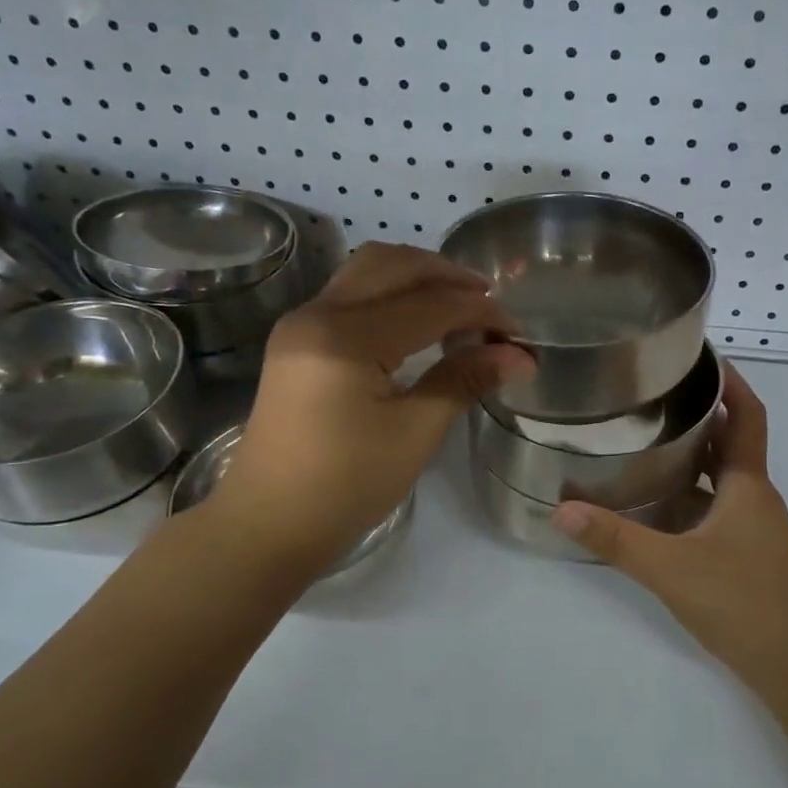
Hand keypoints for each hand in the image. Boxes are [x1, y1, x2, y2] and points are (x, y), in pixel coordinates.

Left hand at [208, 242, 534, 568]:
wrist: (267, 523)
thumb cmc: (345, 485)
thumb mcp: (414, 433)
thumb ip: (464, 381)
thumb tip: (520, 356)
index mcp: (345, 336)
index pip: (429, 304)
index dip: (481, 312)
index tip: (517, 332)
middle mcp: (317, 313)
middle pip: (391, 264)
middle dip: (446, 275)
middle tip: (489, 302)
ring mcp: (300, 324)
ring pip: (365, 272)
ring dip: (415, 277)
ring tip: (457, 304)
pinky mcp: (296, 342)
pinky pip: (349, 295)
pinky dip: (389, 294)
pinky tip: (417, 322)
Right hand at [551, 365, 787, 690]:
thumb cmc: (742, 602)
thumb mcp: (670, 567)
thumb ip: (615, 539)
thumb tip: (561, 509)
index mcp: (746, 485)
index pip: (747, 416)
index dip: (731, 382)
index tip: (701, 355)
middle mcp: (754, 497)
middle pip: (729, 441)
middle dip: (699, 413)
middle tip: (653, 393)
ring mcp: (752, 526)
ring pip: (719, 476)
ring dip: (691, 454)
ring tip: (644, 438)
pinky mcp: (745, 551)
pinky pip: (714, 506)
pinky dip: (688, 493)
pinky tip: (653, 502)